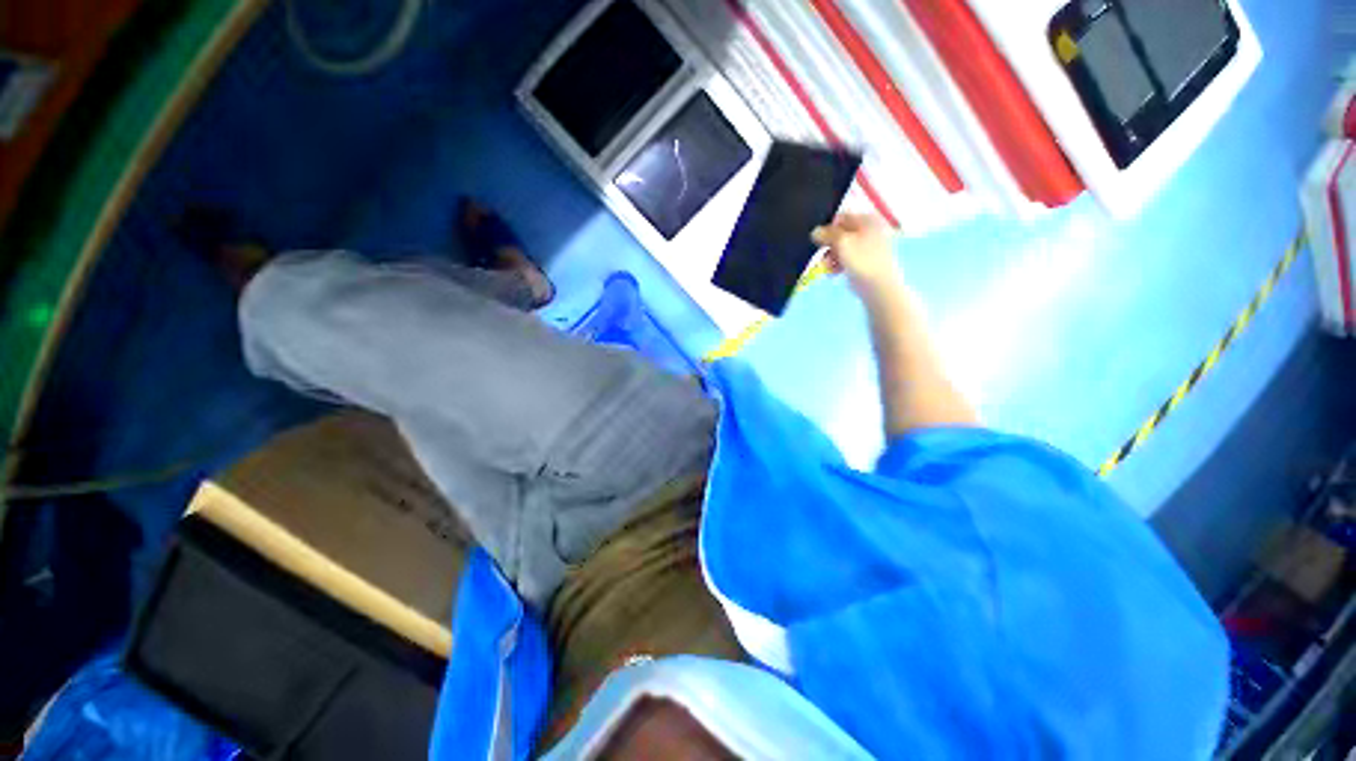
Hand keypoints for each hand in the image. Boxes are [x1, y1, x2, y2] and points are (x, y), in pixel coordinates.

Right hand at [811, 214, 903, 301]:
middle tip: (823, 256)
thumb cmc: (862, 260)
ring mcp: (868, 246)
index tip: (818, 241)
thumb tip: (815, 231)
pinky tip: (834, 273)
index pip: (841, 217)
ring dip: (831, 257)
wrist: (878, 285)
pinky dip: (838, 264)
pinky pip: (846, 258)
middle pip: (840, 233)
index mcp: (867, 219)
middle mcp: (869, 229)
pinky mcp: (864, 261)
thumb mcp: (841, 242)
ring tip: (827, 268)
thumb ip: (826, 234)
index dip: (827, 228)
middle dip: (828, 246)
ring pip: (841, 247)